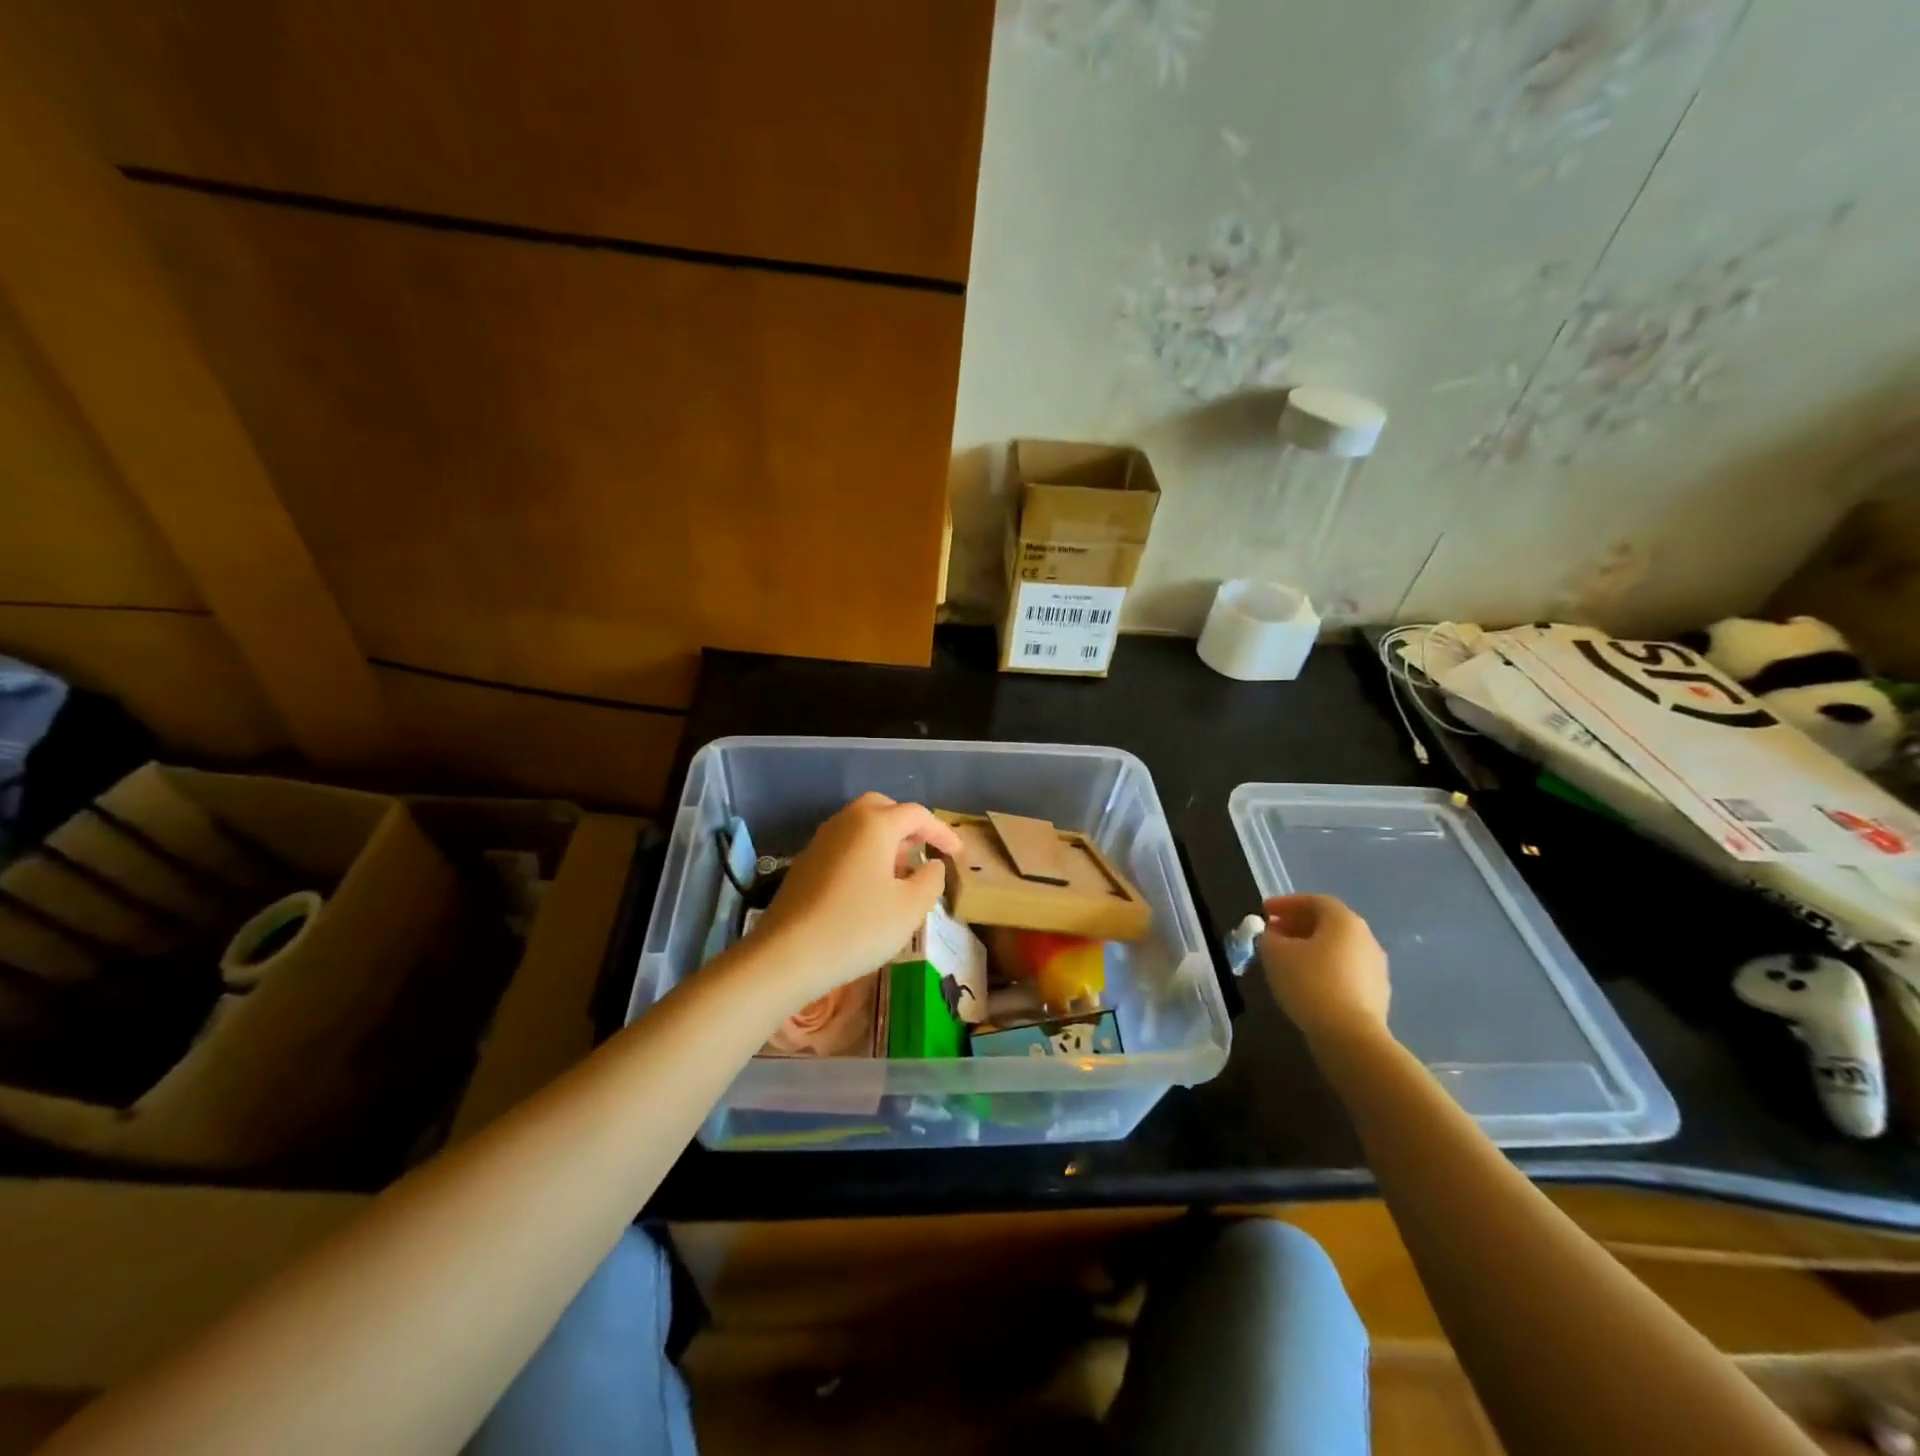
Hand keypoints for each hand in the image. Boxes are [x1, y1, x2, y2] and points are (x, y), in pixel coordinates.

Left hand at [746, 793, 963, 1011]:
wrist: (786, 955)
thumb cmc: (857, 927)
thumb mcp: (910, 908)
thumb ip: (930, 879)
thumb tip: (931, 865)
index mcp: (874, 824)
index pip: (916, 815)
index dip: (941, 832)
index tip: (958, 853)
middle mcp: (846, 822)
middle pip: (882, 808)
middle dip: (907, 825)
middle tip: (924, 851)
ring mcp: (821, 841)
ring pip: (860, 826)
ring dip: (885, 840)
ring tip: (901, 871)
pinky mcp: (805, 864)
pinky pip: (844, 845)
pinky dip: (864, 854)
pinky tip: (870, 887)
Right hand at [1257, 893, 1391, 1046]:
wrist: (1351, 1036)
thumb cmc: (1310, 983)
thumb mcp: (1275, 954)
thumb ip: (1269, 937)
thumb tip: (1273, 936)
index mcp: (1344, 921)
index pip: (1314, 901)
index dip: (1286, 903)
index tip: (1263, 912)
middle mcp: (1366, 938)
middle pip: (1328, 923)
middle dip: (1297, 925)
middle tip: (1273, 934)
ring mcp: (1376, 967)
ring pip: (1337, 948)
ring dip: (1311, 948)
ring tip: (1286, 960)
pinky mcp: (1377, 994)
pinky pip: (1345, 971)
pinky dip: (1324, 969)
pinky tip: (1306, 983)